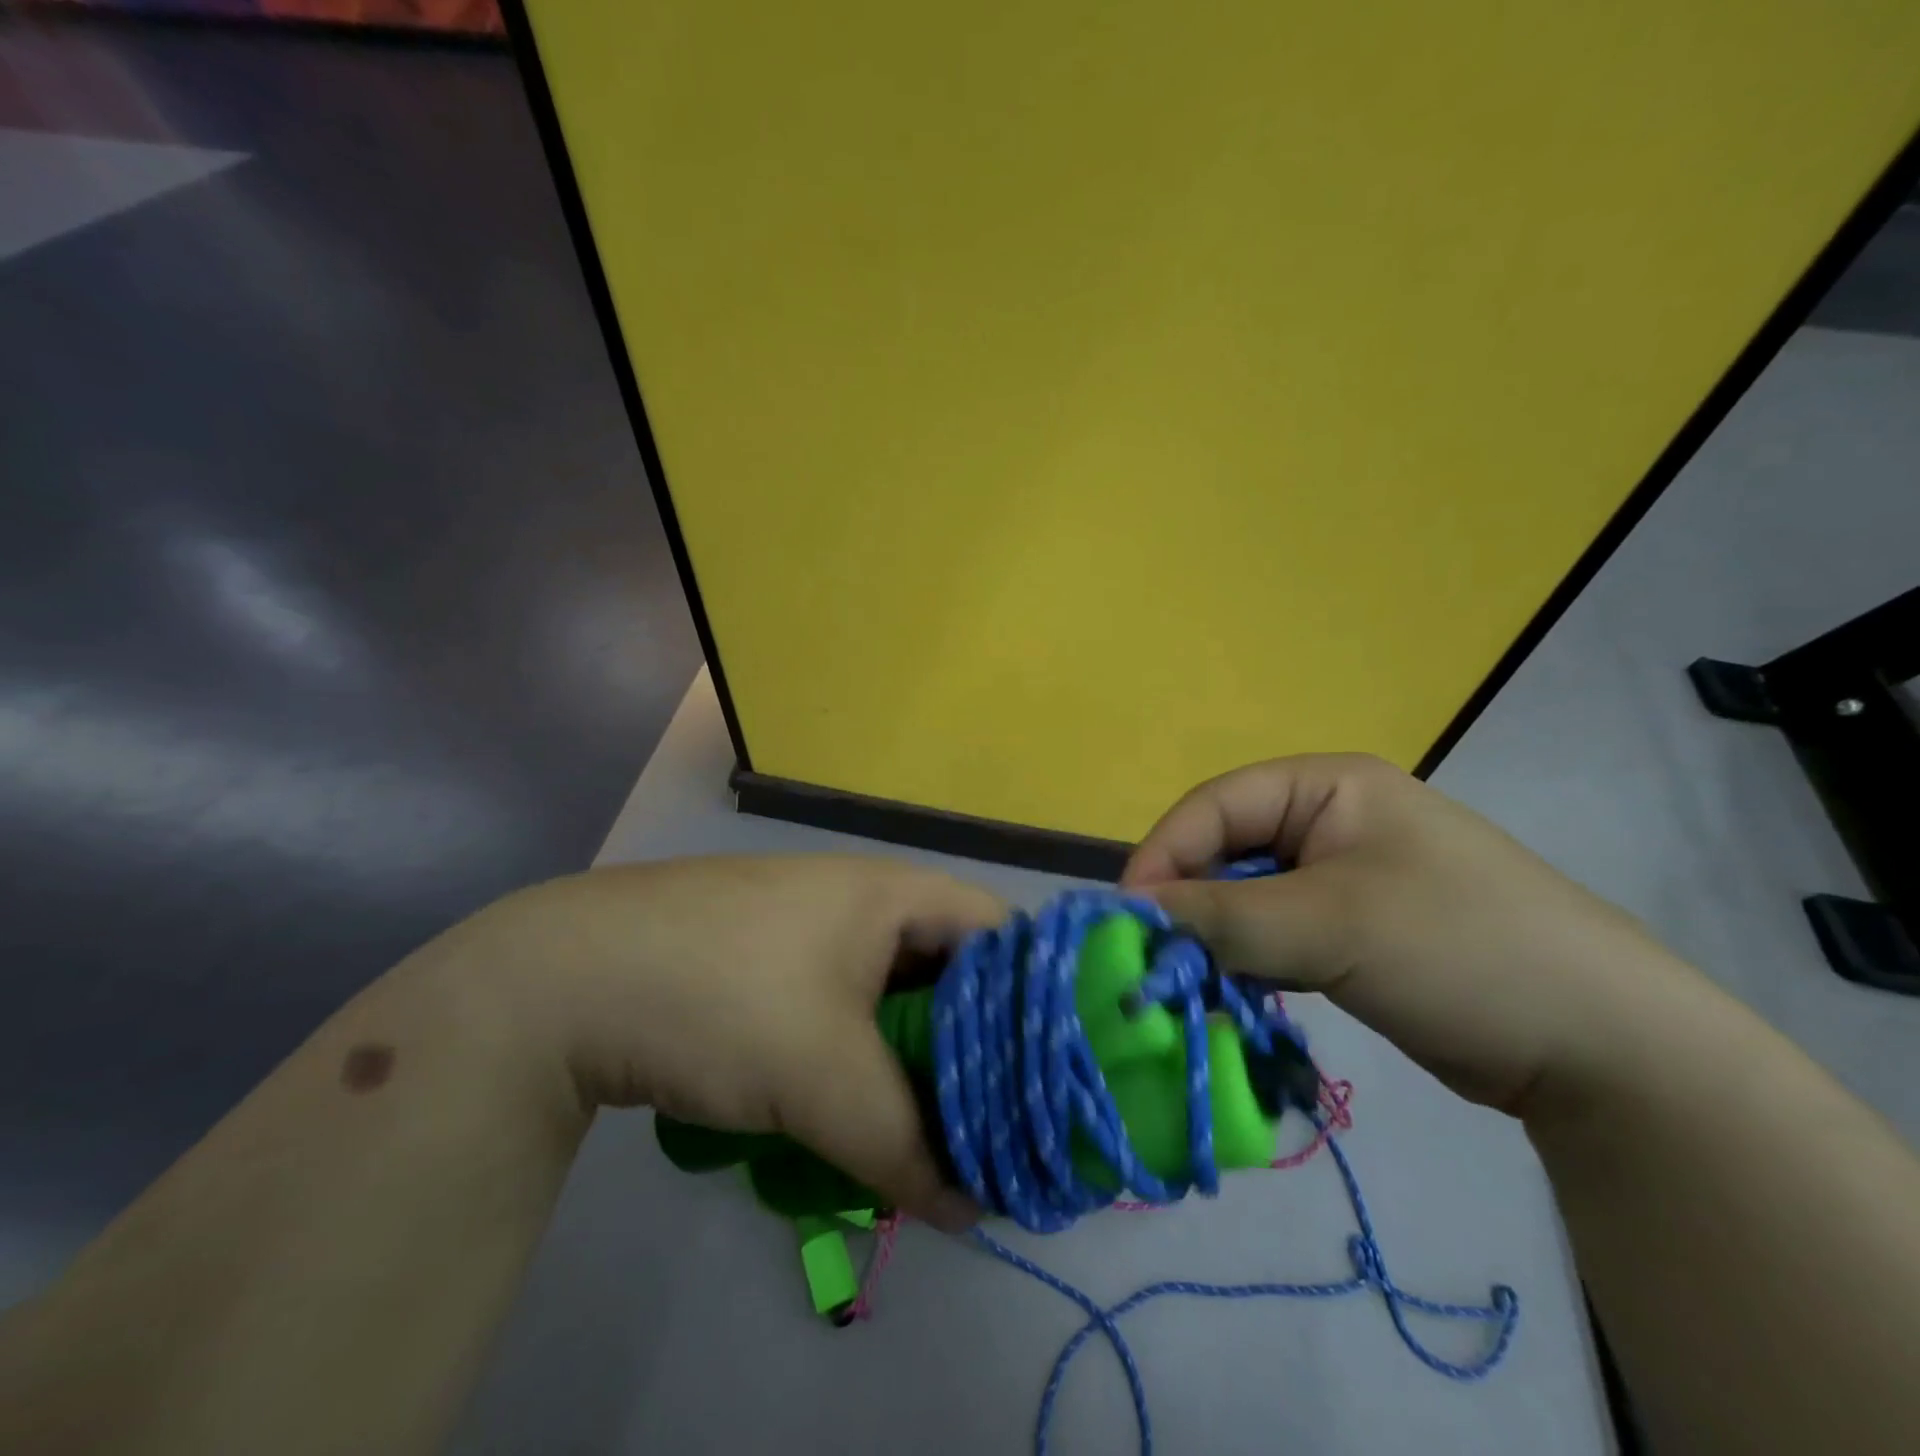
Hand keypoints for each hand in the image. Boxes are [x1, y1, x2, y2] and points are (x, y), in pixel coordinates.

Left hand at [447, 855, 998, 1229]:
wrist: (563, 981)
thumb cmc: (723, 996)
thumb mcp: (824, 1077)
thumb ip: (906, 1147)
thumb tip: (971, 1210)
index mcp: (891, 893)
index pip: (999, 933)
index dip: (1035, 999)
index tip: (1051, 1075)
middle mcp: (859, 901)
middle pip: (948, 971)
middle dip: (973, 1047)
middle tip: (996, 1122)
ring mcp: (808, 931)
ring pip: (891, 998)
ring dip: (911, 1062)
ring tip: (933, 1134)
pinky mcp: (766, 965)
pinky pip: (841, 1011)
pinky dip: (859, 1060)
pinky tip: (855, 1115)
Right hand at [1122, 755, 1701, 1113]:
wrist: (1603, 1047)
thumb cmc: (1459, 948)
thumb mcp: (1330, 924)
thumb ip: (1223, 916)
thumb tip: (1131, 913)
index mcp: (1326, 786)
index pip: (1214, 806)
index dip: (1164, 855)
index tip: (1128, 919)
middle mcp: (1328, 821)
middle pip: (1226, 852)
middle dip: (1187, 904)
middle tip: (1154, 961)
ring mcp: (1341, 878)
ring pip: (1246, 898)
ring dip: (1215, 939)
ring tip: (1191, 985)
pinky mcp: (1351, 932)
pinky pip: (1274, 935)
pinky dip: (1248, 962)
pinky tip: (1236, 995)